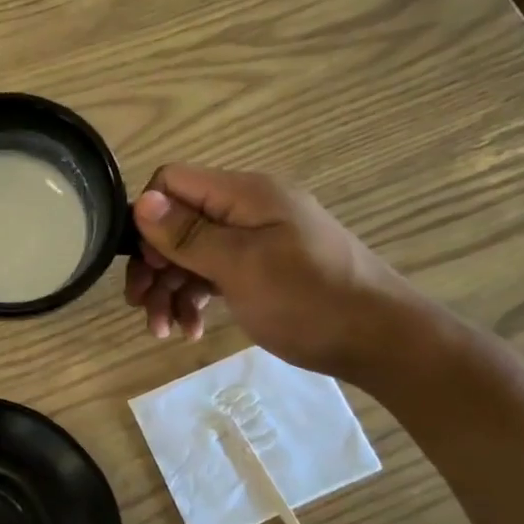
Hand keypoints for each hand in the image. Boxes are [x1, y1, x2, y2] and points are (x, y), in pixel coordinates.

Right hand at [124, 165, 417, 379]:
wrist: (381, 341)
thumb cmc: (310, 299)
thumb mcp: (242, 266)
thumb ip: (189, 235)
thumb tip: (141, 202)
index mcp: (244, 194)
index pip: (172, 182)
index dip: (148, 219)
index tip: (146, 264)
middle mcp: (247, 210)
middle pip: (177, 224)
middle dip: (154, 266)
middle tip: (141, 306)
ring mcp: (256, 241)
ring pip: (192, 255)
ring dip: (170, 290)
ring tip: (163, 331)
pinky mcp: (261, 269)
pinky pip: (213, 275)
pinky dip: (196, 299)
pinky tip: (191, 330)